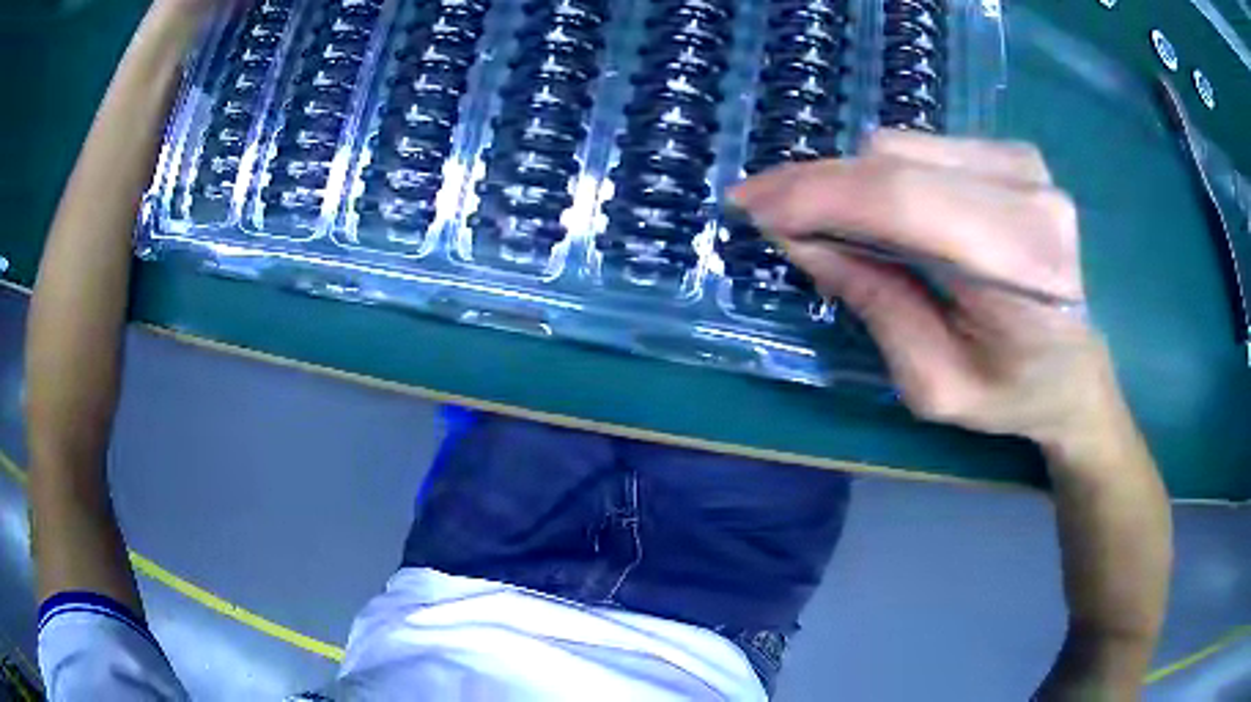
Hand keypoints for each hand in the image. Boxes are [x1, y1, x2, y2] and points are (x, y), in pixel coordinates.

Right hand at [731, 131, 1126, 458]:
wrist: (1075, 373)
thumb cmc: (1012, 396)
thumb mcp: (934, 383)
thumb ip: (874, 303)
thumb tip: (800, 238)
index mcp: (1021, 266)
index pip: (902, 202)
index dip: (817, 196)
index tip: (751, 205)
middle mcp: (1030, 195)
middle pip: (896, 162)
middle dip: (820, 184)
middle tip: (768, 208)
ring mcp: (1027, 164)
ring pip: (903, 147)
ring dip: (853, 181)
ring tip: (829, 219)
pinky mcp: (1017, 153)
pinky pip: (924, 147)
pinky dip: (887, 175)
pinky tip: (883, 209)